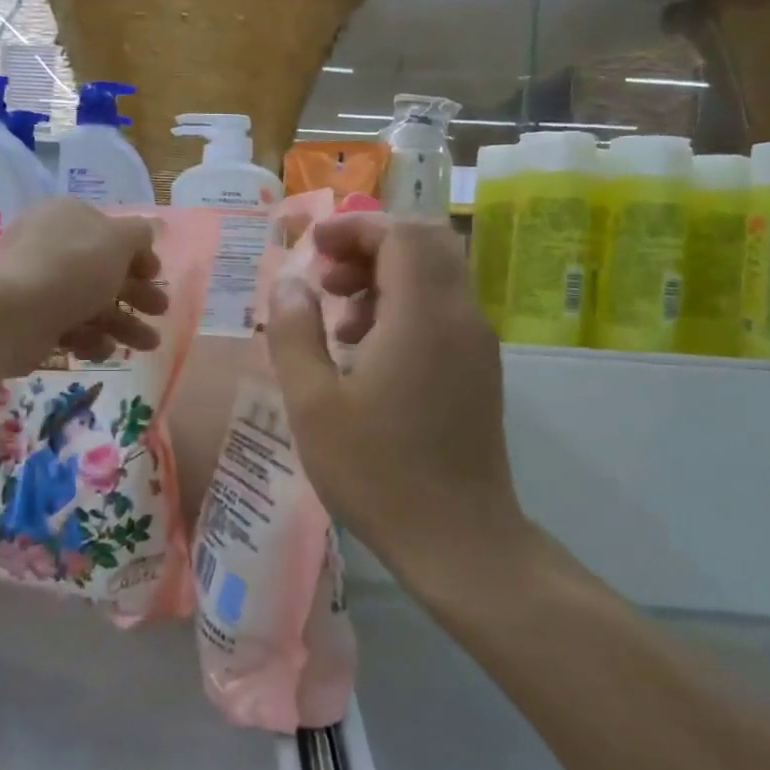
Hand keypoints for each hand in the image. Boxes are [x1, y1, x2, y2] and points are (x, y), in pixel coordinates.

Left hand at [0, 197, 166, 372]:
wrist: (15, 315)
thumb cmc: (73, 268)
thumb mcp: (118, 241)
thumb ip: (139, 233)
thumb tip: (150, 227)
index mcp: (67, 217)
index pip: (108, 231)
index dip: (137, 253)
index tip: (156, 274)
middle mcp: (50, 245)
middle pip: (102, 270)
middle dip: (136, 293)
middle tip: (160, 310)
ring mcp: (38, 283)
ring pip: (90, 302)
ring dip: (123, 323)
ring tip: (148, 344)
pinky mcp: (32, 319)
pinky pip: (69, 327)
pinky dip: (90, 339)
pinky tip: (104, 350)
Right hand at [265, 212, 531, 593]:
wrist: (458, 541)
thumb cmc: (377, 471)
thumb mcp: (313, 403)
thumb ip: (295, 333)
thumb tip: (290, 285)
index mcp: (423, 315)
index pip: (402, 233)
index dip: (355, 228)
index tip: (313, 248)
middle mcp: (460, 317)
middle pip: (425, 245)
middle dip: (370, 248)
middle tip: (326, 280)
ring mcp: (476, 345)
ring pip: (436, 278)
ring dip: (386, 279)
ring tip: (339, 320)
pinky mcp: (479, 371)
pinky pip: (442, 312)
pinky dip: (404, 308)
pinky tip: (366, 354)